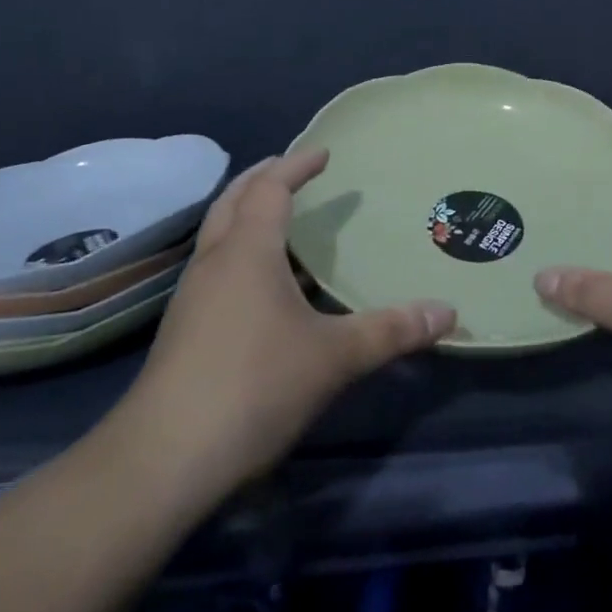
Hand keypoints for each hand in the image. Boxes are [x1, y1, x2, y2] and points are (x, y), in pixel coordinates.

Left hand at [108, 149, 455, 509]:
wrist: (163, 459)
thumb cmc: (254, 385)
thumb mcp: (333, 357)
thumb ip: (390, 330)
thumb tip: (448, 312)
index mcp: (247, 250)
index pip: (270, 188)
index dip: (297, 165)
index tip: (324, 153)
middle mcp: (214, 262)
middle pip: (233, 200)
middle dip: (262, 178)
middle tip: (292, 170)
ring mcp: (193, 296)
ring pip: (219, 234)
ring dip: (247, 214)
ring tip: (281, 220)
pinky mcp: (184, 329)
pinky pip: (216, 267)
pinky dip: (240, 251)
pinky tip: (262, 283)